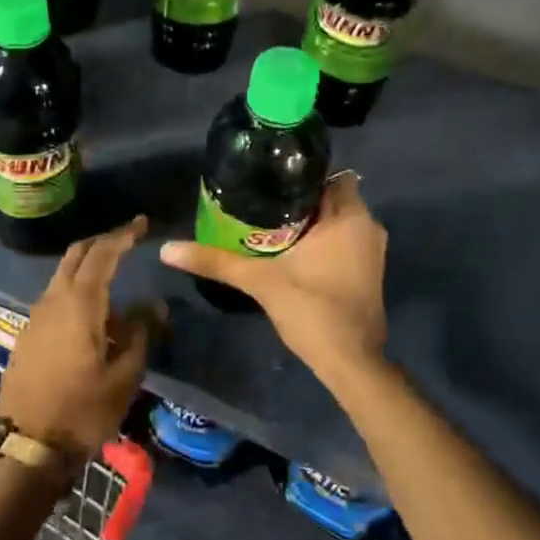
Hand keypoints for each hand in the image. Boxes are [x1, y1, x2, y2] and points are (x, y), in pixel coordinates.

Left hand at [0, 216, 158, 459]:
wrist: (29, 445)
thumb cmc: (83, 410)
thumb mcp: (125, 375)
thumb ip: (141, 333)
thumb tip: (154, 305)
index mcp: (79, 304)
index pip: (102, 254)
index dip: (123, 235)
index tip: (142, 224)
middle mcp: (53, 300)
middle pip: (76, 255)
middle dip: (103, 242)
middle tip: (128, 241)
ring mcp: (36, 316)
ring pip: (63, 276)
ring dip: (88, 269)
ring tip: (117, 285)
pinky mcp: (29, 333)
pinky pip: (56, 298)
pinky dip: (76, 291)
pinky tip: (95, 316)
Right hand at [160, 173, 387, 385]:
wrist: (350, 362)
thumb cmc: (312, 310)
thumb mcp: (259, 281)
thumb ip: (216, 261)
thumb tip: (167, 249)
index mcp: (350, 218)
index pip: (330, 176)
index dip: (300, 176)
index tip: (268, 182)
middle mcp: (368, 227)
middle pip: (330, 199)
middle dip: (298, 201)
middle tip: (259, 204)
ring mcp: (371, 252)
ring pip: (336, 223)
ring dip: (309, 223)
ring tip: (268, 226)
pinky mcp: (367, 272)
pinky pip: (342, 242)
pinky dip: (320, 242)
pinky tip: (288, 252)